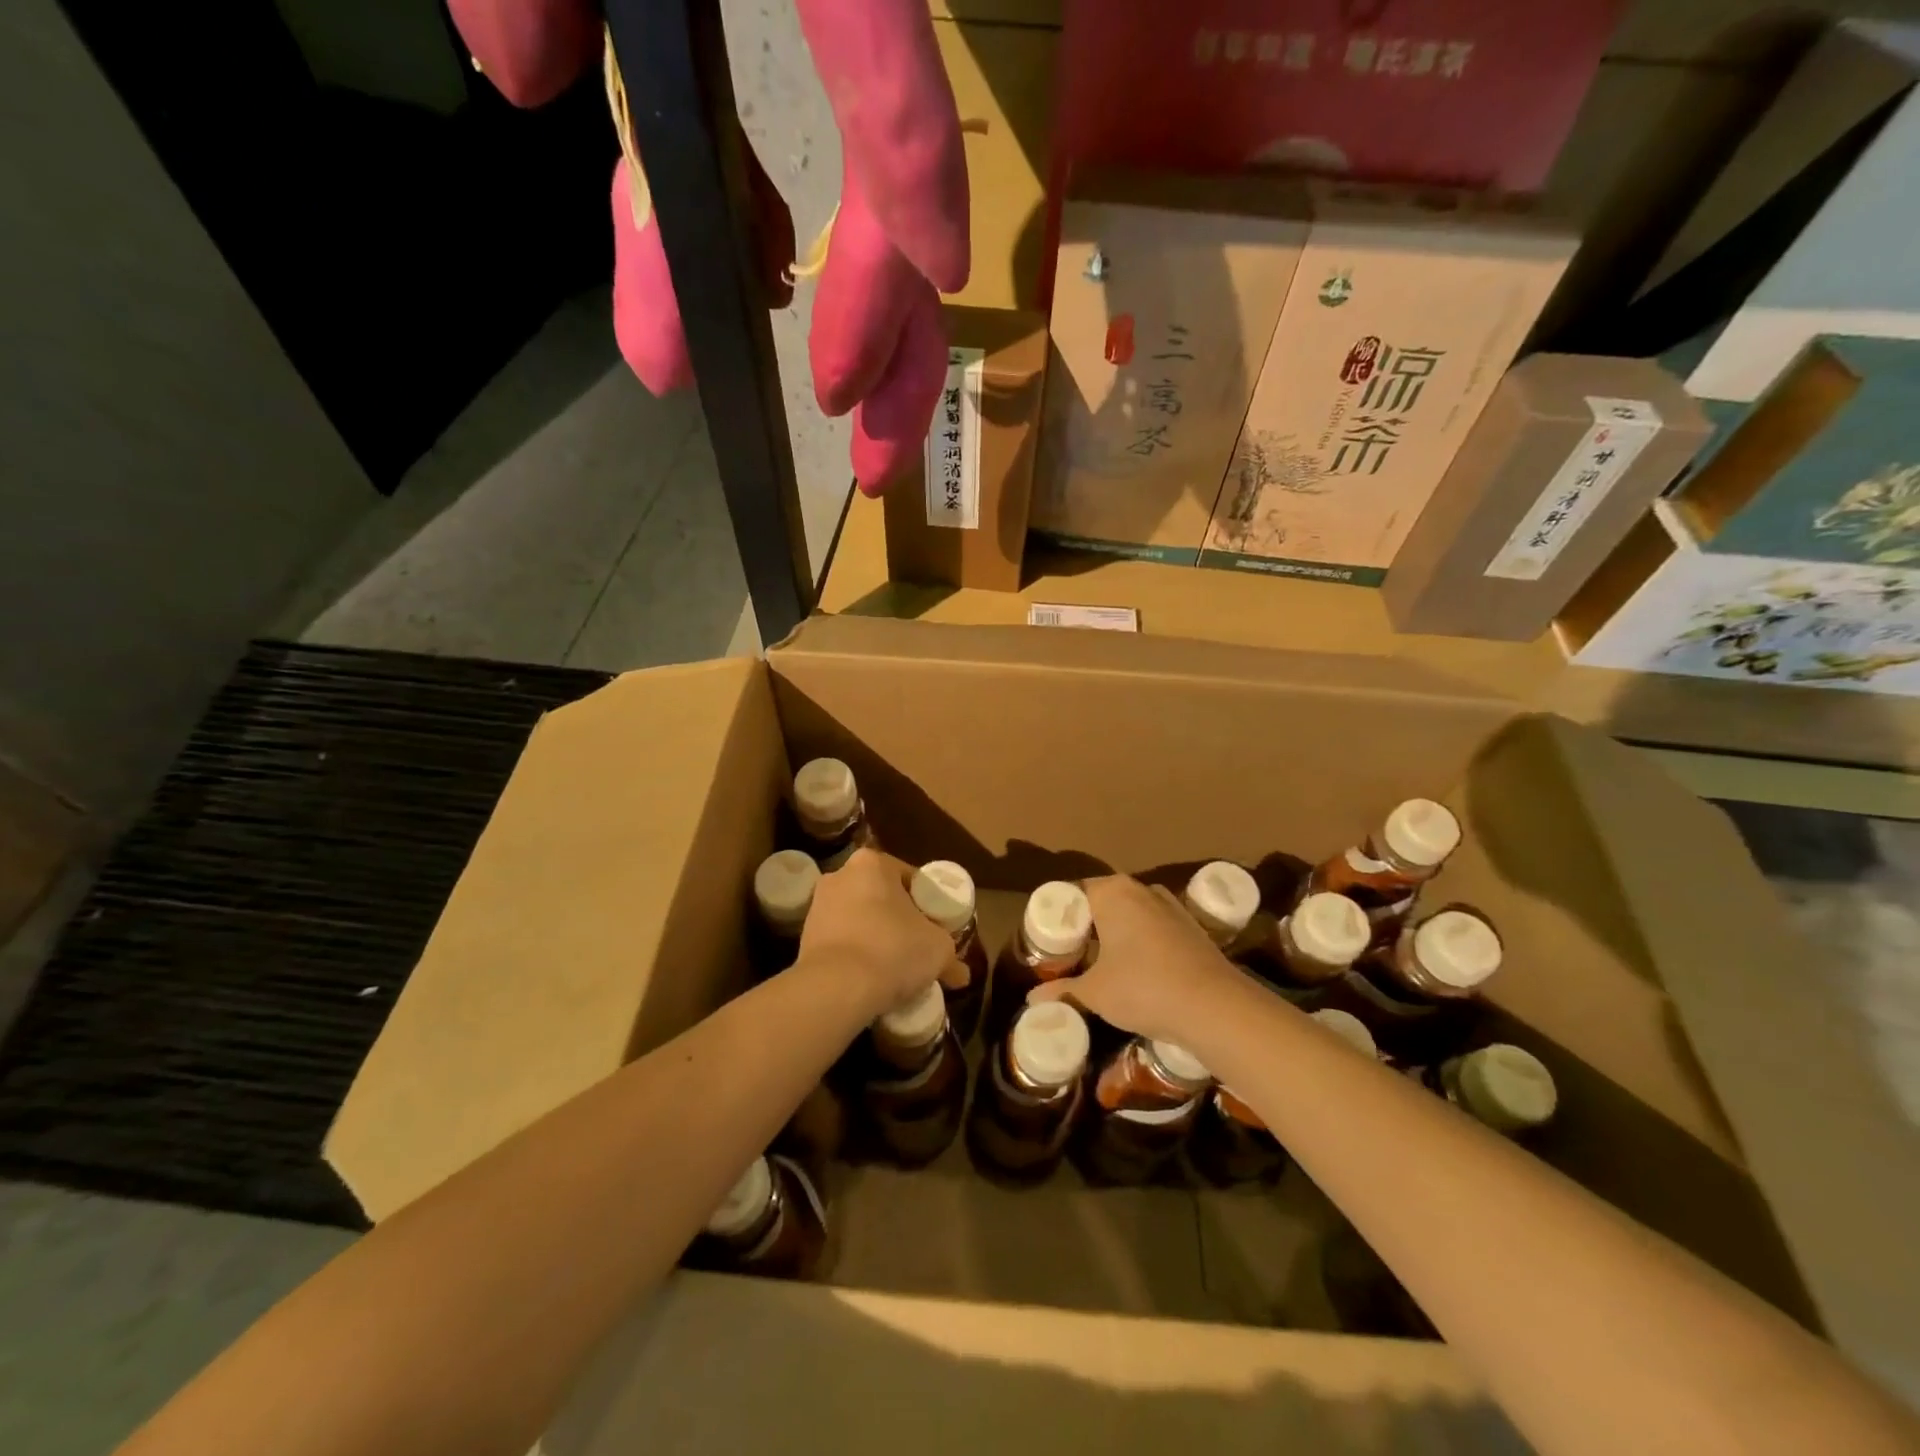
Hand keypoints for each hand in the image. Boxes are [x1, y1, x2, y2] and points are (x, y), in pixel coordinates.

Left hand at [796, 849, 965, 1018]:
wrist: (836, 988)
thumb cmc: (893, 950)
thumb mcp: (938, 949)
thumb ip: (950, 955)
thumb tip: (962, 974)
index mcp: (872, 863)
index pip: (910, 878)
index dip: (927, 904)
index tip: (936, 927)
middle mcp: (840, 874)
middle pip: (881, 896)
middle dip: (898, 919)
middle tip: (918, 946)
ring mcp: (817, 905)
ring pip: (859, 918)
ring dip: (876, 936)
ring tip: (894, 966)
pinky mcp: (804, 937)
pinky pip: (841, 940)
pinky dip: (856, 953)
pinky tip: (870, 976)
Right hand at [1028, 875, 1238, 1046]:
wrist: (1215, 1007)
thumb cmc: (1143, 988)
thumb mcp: (1095, 993)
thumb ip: (1063, 990)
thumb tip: (1031, 1000)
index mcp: (1112, 892)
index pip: (1073, 893)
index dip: (1058, 916)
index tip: (1049, 941)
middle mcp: (1142, 889)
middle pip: (1102, 901)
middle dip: (1086, 925)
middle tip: (1069, 954)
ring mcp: (1171, 907)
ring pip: (1131, 914)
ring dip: (1115, 934)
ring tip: (1100, 963)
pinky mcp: (1192, 928)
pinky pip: (1154, 928)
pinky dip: (1140, 943)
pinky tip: (1136, 970)